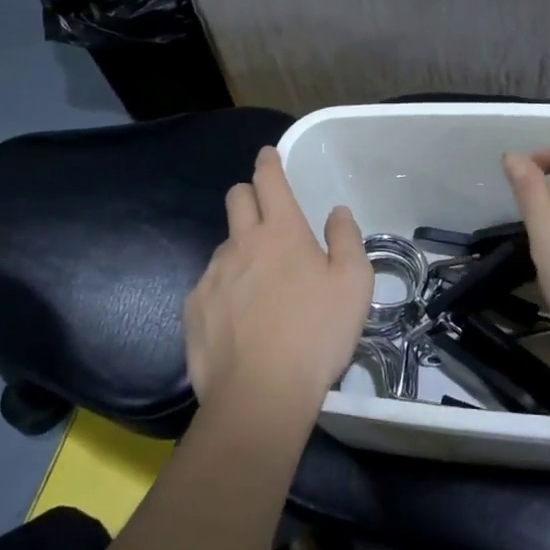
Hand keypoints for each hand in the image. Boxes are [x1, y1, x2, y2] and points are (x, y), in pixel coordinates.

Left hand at [185, 147, 373, 413]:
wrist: (260, 394)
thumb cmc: (317, 334)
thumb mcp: (354, 285)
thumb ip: (347, 240)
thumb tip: (337, 213)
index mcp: (282, 232)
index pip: (269, 180)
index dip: (268, 161)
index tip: (267, 154)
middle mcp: (241, 244)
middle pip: (236, 198)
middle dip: (249, 194)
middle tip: (267, 215)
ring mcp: (212, 275)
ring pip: (224, 244)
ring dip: (240, 250)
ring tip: (260, 286)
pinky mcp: (194, 307)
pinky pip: (209, 284)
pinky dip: (225, 290)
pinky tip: (240, 320)